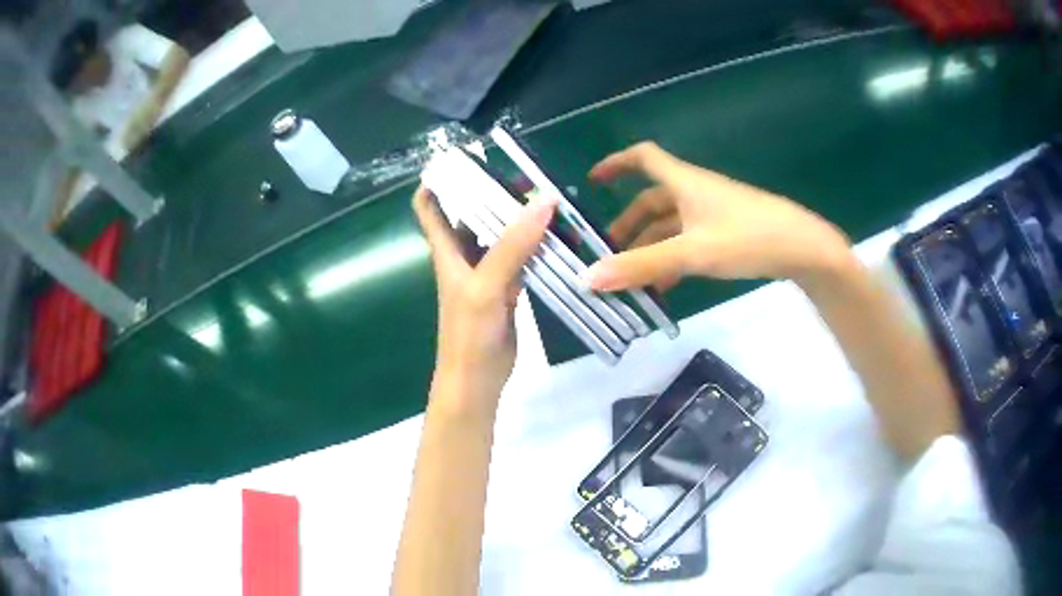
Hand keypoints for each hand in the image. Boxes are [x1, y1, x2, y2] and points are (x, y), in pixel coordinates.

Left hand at [413, 187, 555, 411]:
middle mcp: (464, 256)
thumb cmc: (469, 333)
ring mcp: (487, 273)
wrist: (478, 380)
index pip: (429, 206)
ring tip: (549, 198)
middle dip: (492, 192)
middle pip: (471, 214)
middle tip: (526, 173)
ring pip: (500, 235)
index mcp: (447, 251)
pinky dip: (535, 245)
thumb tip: (543, 200)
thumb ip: (513, 245)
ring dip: (518, 218)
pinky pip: (521, 258)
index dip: (438, 180)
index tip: (463, 159)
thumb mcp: (487, 285)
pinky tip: (558, 237)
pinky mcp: (507, 289)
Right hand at [585, 142, 852, 291]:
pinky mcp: (728, 231)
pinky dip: (672, 257)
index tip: (593, 181)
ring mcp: (714, 212)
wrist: (803, 248)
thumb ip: (642, 266)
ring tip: (634, 278)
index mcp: (684, 183)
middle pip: (653, 200)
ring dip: (650, 247)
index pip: (643, 158)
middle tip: (609, 252)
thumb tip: (589, 278)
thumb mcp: (692, 253)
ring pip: (671, 225)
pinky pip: (689, 240)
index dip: (616, 163)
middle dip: (629, 224)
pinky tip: (668, 285)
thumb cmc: (747, 238)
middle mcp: (696, 192)